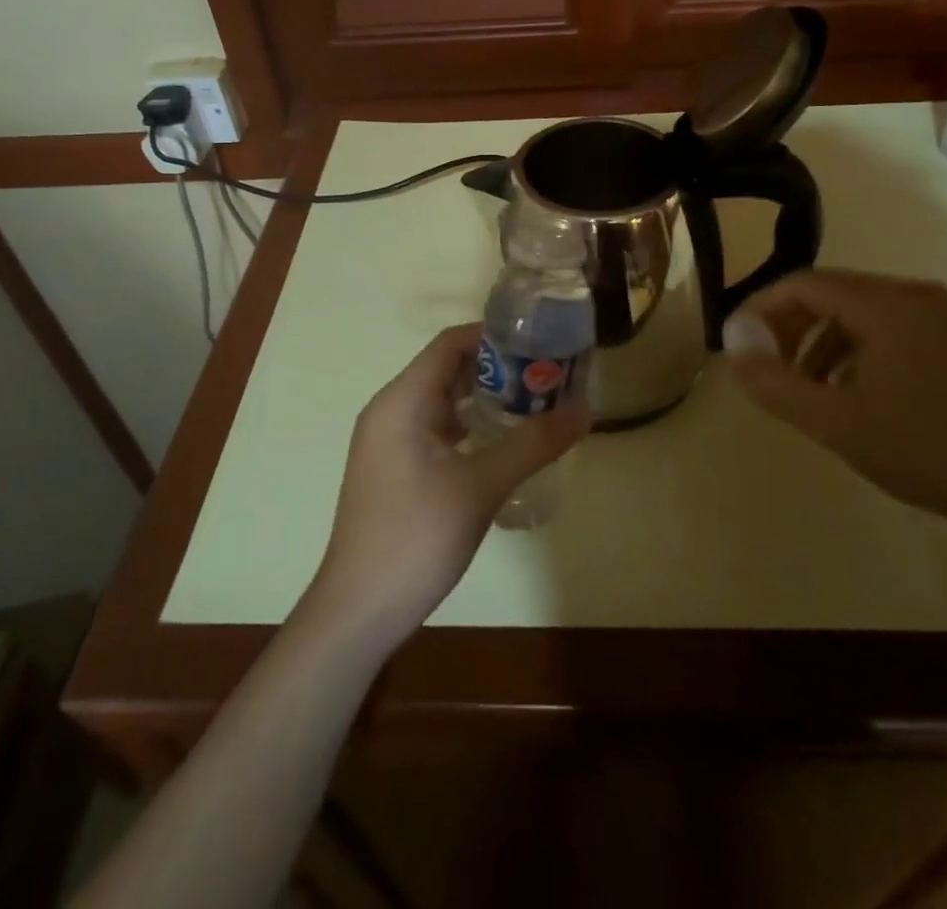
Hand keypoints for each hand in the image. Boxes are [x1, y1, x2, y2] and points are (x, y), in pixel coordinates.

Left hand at [307, 324, 589, 645]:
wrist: (360, 610)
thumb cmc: (416, 538)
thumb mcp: (482, 486)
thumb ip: (533, 443)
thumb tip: (585, 409)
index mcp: (401, 401)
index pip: (450, 344)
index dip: (494, 336)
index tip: (540, 342)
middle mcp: (390, 410)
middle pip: (447, 369)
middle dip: (497, 368)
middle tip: (548, 375)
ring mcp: (389, 440)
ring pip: (442, 401)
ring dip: (485, 397)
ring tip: (535, 402)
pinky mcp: (394, 466)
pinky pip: (435, 428)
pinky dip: (469, 425)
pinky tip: (503, 441)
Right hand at [721, 268, 946, 533]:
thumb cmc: (927, 451)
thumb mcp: (836, 423)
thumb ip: (775, 383)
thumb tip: (733, 346)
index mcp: (886, 304)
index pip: (804, 284)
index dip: (761, 307)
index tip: (738, 342)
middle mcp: (914, 296)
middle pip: (830, 293)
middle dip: (789, 326)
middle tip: (765, 365)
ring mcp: (940, 316)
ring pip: (857, 312)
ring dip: (819, 342)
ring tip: (802, 387)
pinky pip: (886, 328)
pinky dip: (853, 350)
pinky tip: (848, 393)